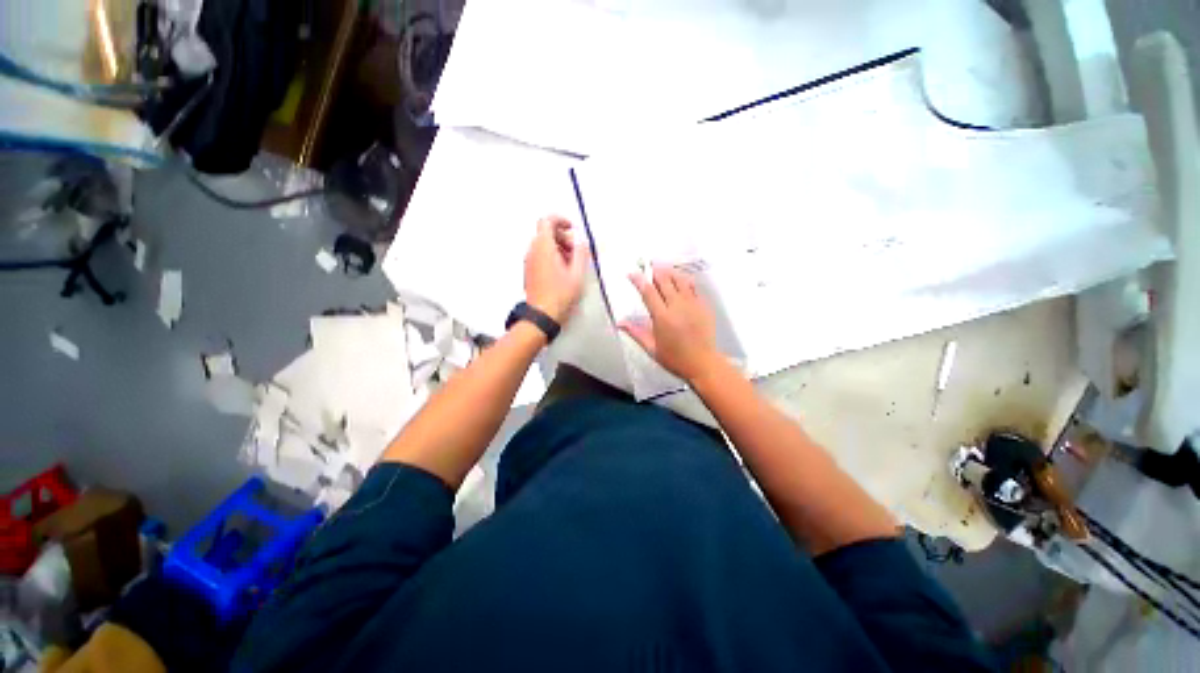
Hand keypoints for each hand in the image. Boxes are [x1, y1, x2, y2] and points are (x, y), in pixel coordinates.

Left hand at [524, 215, 589, 323]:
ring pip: (543, 245)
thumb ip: (581, 253)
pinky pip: (540, 256)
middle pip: (545, 232)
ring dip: (558, 247)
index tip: (573, 229)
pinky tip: (563, 272)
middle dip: (562, 236)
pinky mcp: (529, 272)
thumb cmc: (560, 295)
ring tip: (572, 263)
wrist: (542, 316)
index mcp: (543, 247)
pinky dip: (551, 256)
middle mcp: (532, 251)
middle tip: (576, 251)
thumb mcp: (577, 274)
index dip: (561, 220)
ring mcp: (528, 262)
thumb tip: (581, 240)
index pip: (547, 221)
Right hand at [621, 265, 720, 382]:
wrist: (703, 363)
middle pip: (665, 281)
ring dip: (669, 272)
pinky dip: (684, 280)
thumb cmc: (674, 359)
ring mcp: (693, 304)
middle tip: (647, 266)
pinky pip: (693, 287)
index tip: (632, 273)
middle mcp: (677, 306)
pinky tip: (679, 280)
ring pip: (680, 280)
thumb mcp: (652, 348)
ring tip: (662, 268)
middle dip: (654, 271)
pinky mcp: (704, 306)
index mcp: (663, 317)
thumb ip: (636, 333)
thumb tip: (619, 323)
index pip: (648, 292)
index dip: (639, 280)